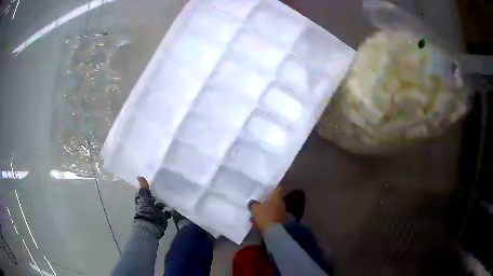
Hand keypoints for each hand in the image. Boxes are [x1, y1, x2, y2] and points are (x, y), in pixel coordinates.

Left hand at [134, 176, 169, 235]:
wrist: (152, 226)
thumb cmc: (146, 211)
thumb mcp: (145, 198)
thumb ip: (144, 188)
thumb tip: (139, 176)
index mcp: (142, 202)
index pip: (144, 194)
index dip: (148, 190)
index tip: (154, 185)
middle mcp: (148, 207)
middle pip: (153, 200)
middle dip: (157, 197)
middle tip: (165, 190)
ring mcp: (155, 213)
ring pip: (160, 207)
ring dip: (164, 204)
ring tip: (170, 198)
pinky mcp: (162, 219)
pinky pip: (166, 213)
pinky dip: (169, 211)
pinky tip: (173, 207)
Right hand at [248, 186, 284, 234]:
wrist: (273, 232)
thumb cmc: (265, 216)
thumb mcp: (255, 209)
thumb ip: (253, 204)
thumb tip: (252, 202)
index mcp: (277, 197)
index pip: (279, 188)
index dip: (275, 186)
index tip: (269, 185)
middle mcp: (281, 203)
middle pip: (275, 198)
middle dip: (267, 199)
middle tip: (259, 198)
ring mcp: (281, 212)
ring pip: (272, 207)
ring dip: (266, 208)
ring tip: (257, 209)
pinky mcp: (279, 220)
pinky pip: (271, 215)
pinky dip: (266, 216)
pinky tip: (258, 219)